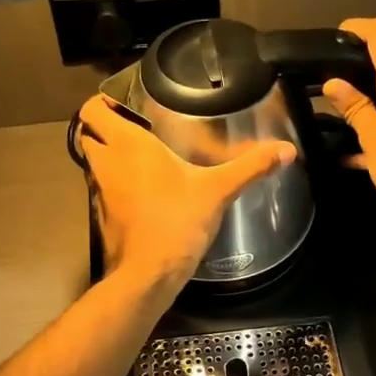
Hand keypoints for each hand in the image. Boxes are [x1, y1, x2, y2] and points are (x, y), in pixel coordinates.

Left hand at [74, 94, 295, 294]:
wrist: (149, 273)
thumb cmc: (178, 221)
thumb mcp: (218, 190)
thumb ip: (250, 166)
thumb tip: (287, 150)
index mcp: (127, 144)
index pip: (92, 110)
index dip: (101, 102)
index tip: (124, 102)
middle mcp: (106, 162)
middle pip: (88, 133)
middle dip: (104, 127)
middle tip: (136, 124)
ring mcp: (100, 190)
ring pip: (93, 161)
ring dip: (109, 154)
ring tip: (141, 153)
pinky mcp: (103, 214)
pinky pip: (103, 187)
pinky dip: (115, 182)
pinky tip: (143, 187)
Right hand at [323, 18, 375, 224]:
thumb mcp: (373, 137)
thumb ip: (354, 108)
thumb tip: (333, 83)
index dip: (358, 27)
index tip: (336, 35)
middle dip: (356, 68)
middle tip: (325, 80)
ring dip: (363, 101)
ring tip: (333, 116)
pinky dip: (374, 130)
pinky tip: (349, 154)